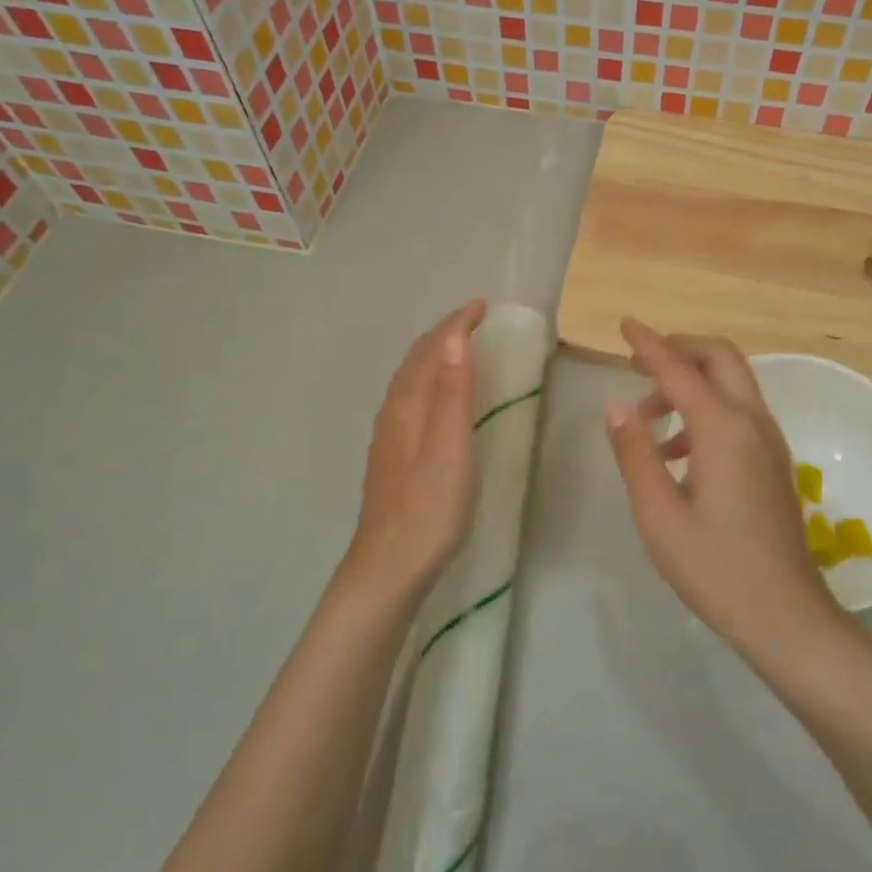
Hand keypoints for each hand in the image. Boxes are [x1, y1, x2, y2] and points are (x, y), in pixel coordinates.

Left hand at [344, 300, 486, 603]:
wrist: (390, 565)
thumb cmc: (430, 507)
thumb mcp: (451, 446)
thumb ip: (452, 392)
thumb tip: (454, 338)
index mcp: (408, 405)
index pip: (431, 350)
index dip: (456, 324)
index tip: (482, 306)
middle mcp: (393, 413)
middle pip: (415, 361)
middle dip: (442, 334)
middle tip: (472, 320)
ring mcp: (389, 436)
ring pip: (410, 380)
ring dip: (433, 356)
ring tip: (458, 348)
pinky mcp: (392, 457)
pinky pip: (410, 400)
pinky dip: (427, 381)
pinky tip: (435, 400)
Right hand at [604, 319, 847, 655]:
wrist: (784, 615)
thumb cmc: (715, 568)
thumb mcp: (659, 514)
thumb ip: (635, 453)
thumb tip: (617, 405)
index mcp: (723, 430)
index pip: (679, 370)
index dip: (649, 344)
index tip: (625, 323)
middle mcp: (752, 423)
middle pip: (720, 358)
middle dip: (680, 349)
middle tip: (639, 362)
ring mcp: (769, 442)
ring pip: (732, 384)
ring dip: (691, 382)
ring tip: (648, 417)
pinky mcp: (773, 462)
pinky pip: (739, 412)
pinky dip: (706, 408)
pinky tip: (677, 451)